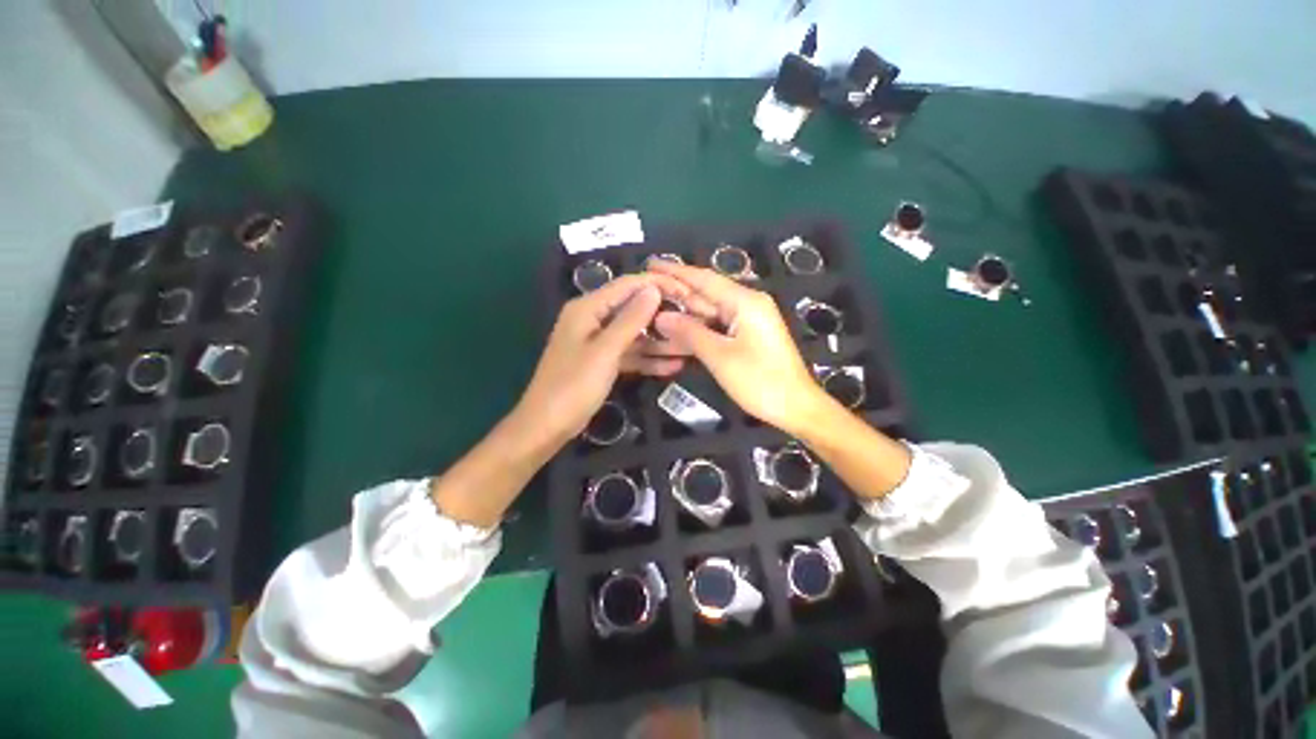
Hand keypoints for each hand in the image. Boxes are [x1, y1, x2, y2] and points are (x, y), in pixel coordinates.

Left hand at [516, 273, 696, 443]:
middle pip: (632, 309)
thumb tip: (653, 290)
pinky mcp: (602, 361)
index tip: (687, 292)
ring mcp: (598, 341)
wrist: (547, 426)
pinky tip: (672, 366)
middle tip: (693, 320)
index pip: (627, 285)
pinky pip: (629, 353)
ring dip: (658, 341)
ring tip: (689, 346)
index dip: (657, 285)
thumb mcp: (605, 351)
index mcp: (587, 308)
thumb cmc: (573, 386)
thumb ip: (630, 320)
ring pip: (634, 334)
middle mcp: (592, 319)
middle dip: (661, 314)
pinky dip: (647, 359)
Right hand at [648, 261, 827, 434]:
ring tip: (653, 308)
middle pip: (706, 293)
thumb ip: (689, 333)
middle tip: (644, 290)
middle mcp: (748, 303)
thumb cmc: (760, 381)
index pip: (704, 279)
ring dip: (685, 311)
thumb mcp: (720, 357)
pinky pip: (718, 324)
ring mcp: (749, 319)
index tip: (650, 263)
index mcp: (745, 301)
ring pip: (710, 310)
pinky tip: (678, 328)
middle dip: (677, 292)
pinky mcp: (748, 334)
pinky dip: (698, 326)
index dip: (676, 271)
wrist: (796, 407)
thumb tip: (660, 316)